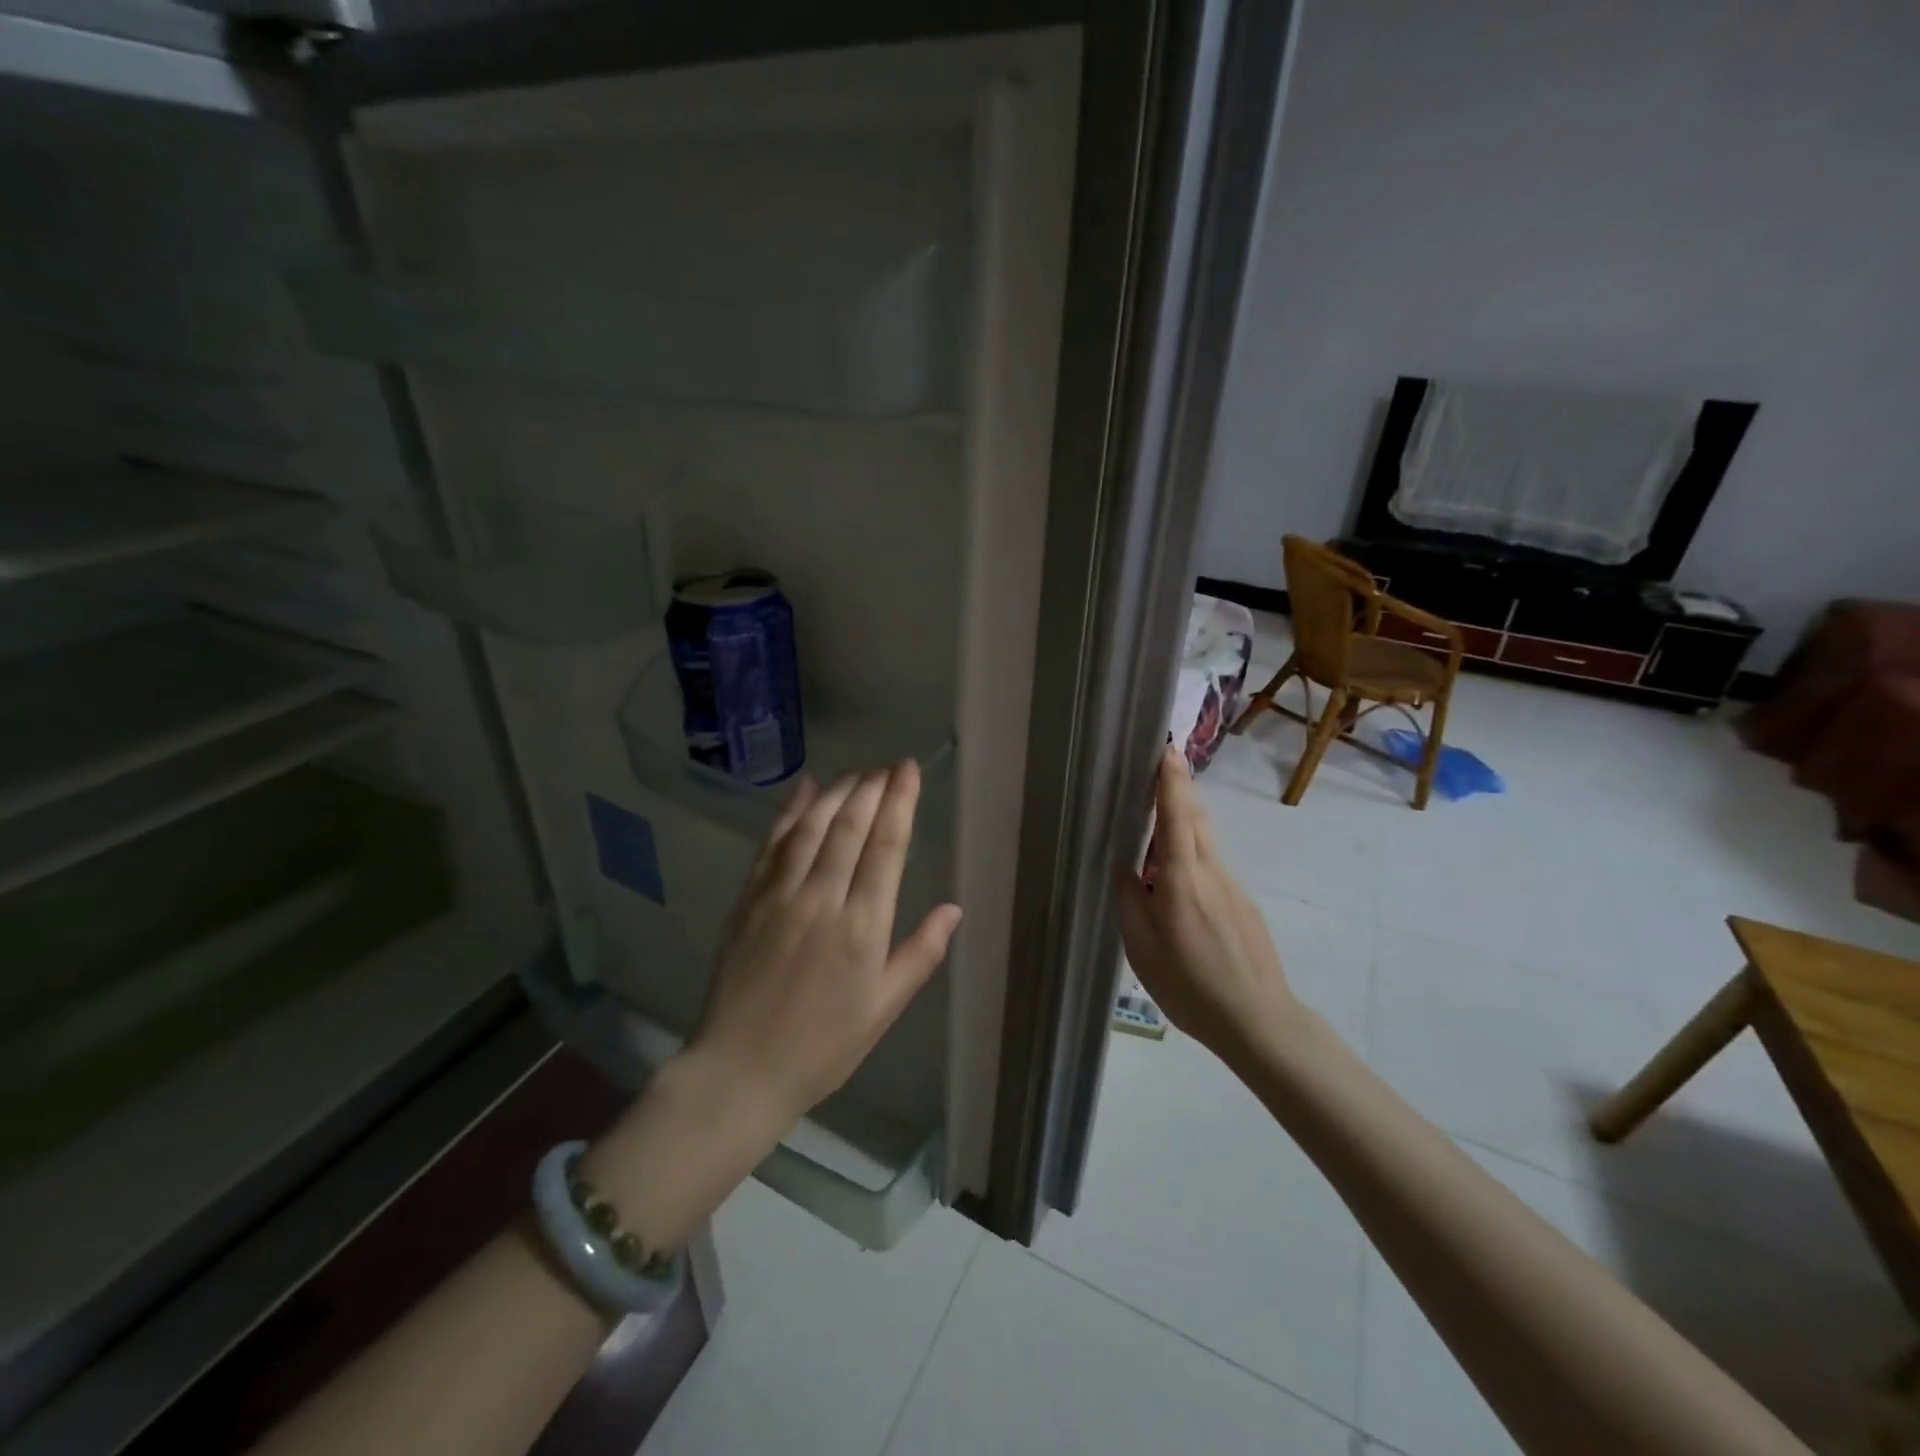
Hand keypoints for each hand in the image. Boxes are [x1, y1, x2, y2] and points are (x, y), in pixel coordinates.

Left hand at [689, 761, 963, 1131]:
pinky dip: (789, 811)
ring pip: (811, 827)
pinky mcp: (748, 900)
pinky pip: (772, 844)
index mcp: (862, 928)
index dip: (899, 803)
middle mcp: (821, 900)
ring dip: (837, 792)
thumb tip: (953, 909)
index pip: (886, 848)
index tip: (908, 771)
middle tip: (889, 763)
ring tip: (858, 772)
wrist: (740, 1071)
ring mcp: (779, 896)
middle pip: (850, 827)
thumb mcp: (884, 1009)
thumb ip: (921, 954)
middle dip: (872, 787)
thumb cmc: (823, 1046)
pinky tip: (804, 788)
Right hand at [1116, 745, 1303, 1068]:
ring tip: (1158, 827)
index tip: (1167, 749)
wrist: (1259, 1021)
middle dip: (1179, 791)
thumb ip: (1131, 900)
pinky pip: (1213, 865)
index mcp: (1182, 880)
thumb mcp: (1142, 948)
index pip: (1177, 816)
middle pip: (1196, 818)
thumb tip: (1127, 866)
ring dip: (1184, 822)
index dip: (1172, 781)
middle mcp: (1211, 872)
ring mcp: (1233, 886)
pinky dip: (1193, 854)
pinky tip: (1179, 883)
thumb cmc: (1190, 987)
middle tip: (1157, 775)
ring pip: (1205, 841)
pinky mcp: (1244, 903)